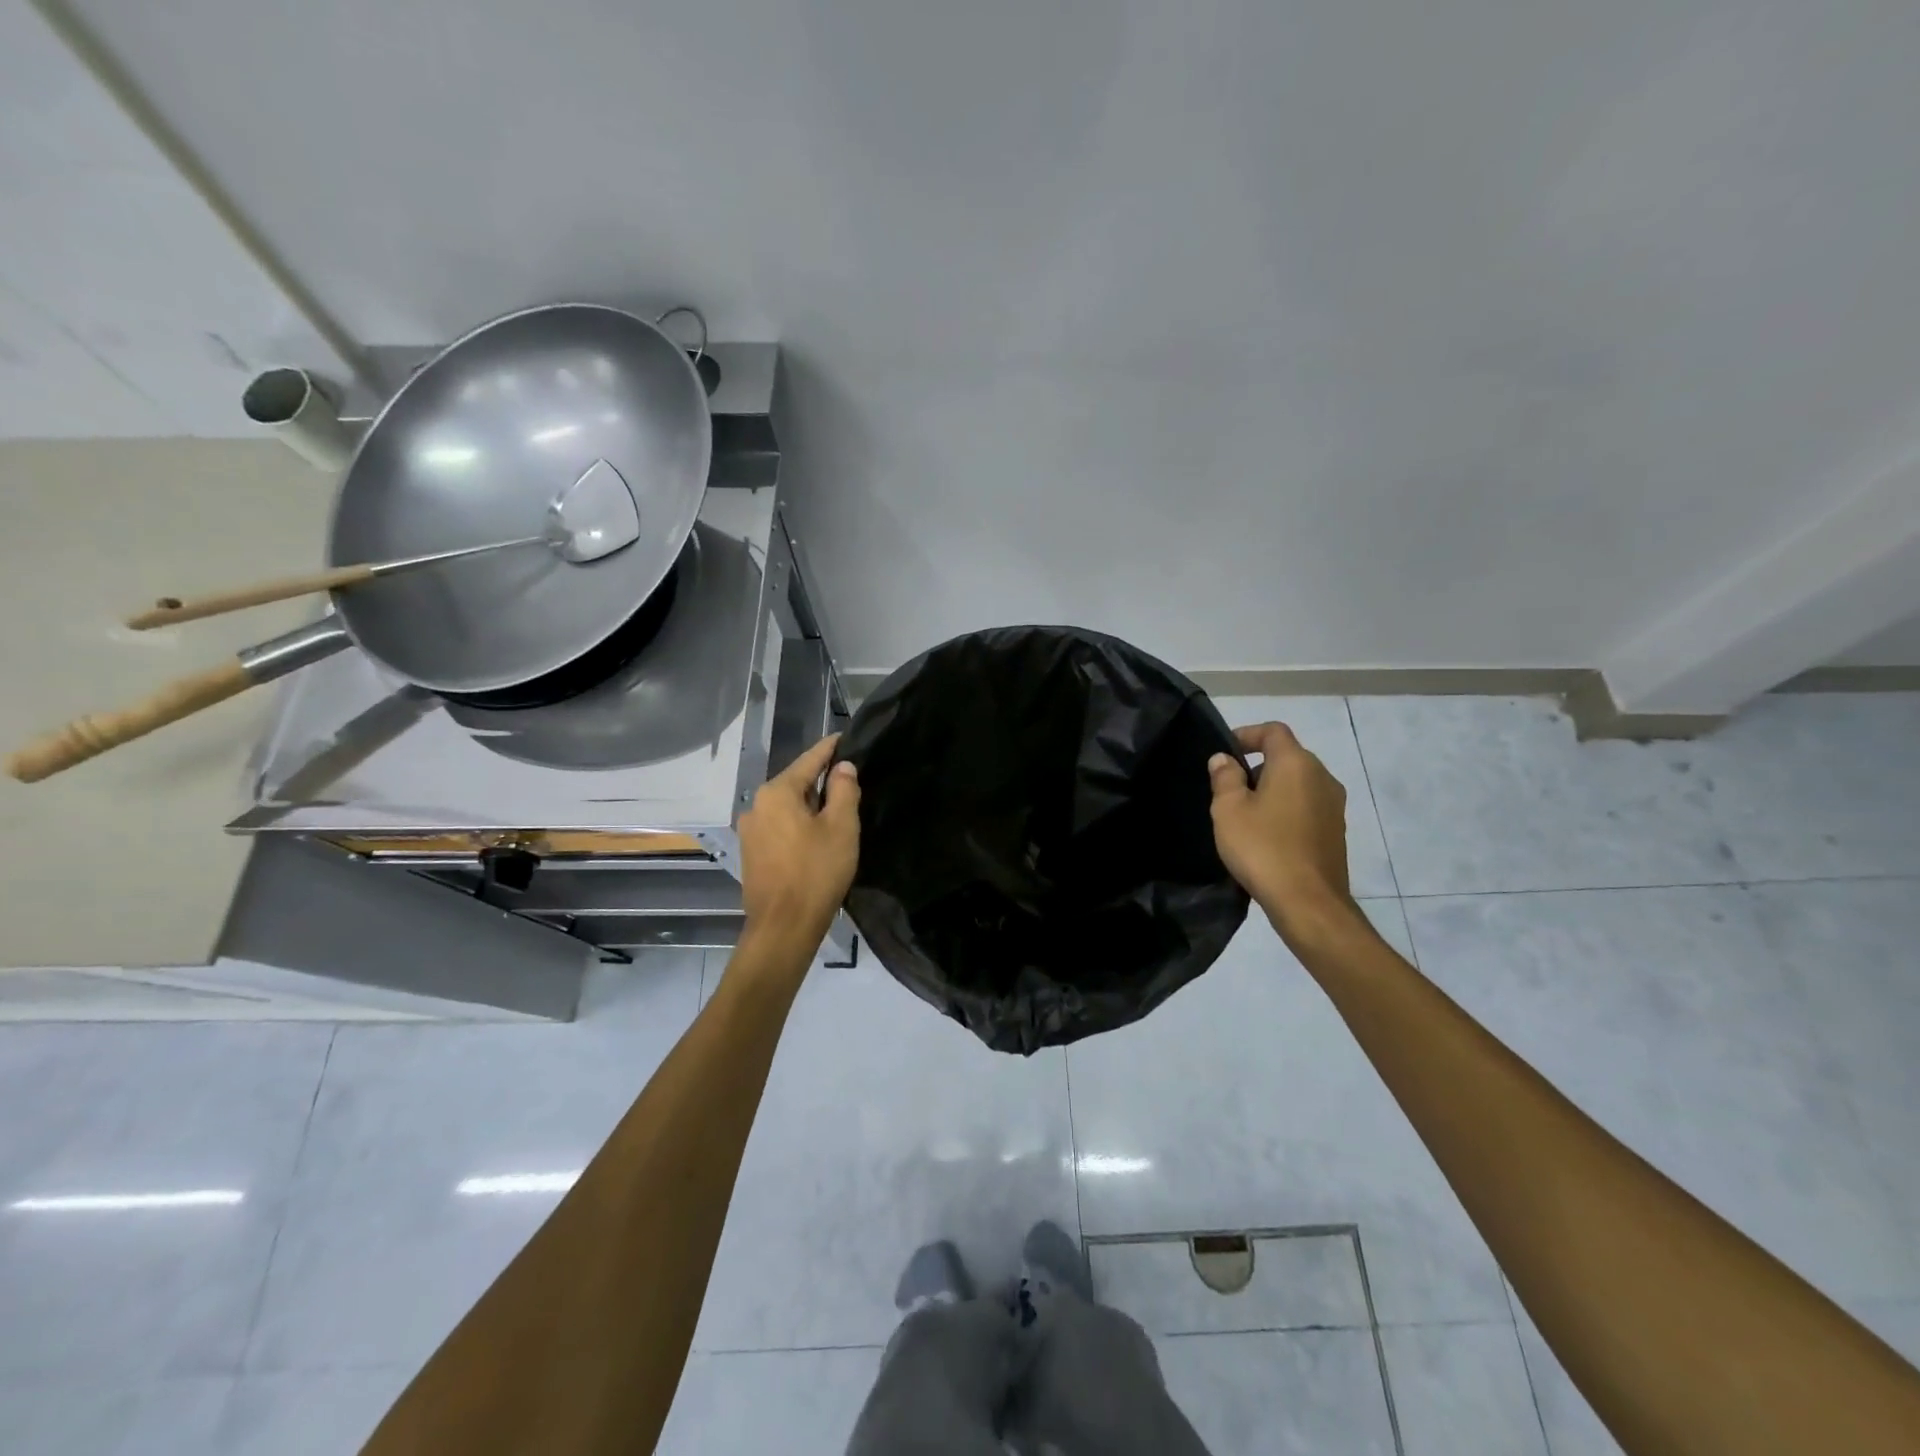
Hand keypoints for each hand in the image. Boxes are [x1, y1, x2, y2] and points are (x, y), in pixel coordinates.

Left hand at [737, 734, 860, 946]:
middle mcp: (756, 806)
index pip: (808, 760)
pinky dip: (797, 824)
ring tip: (836, 810)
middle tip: (849, 781)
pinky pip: (779, 827)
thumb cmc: (816, 872)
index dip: (829, 748)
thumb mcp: (841, 827)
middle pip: (795, 783)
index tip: (844, 737)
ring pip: (786, 807)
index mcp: (776, 792)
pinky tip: (815, 836)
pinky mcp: (751, 854)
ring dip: (809, 806)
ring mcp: (750, 831)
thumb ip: (843, 790)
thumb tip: (842, 766)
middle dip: (821, 780)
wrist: (784, 927)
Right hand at [1208, 722, 1354, 936]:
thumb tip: (1225, 759)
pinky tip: (1268, 835)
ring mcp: (1334, 805)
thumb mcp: (1229, 810)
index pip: (1273, 731)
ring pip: (1299, 783)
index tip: (1225, 753)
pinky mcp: (1337, 831)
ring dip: (1273, 789)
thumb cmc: (1263, 847)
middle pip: (1288, 756)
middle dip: (1258, 764)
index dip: (1247, 734)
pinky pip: (1307, 806)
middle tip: (1229, 787)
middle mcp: (1322, 777)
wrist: (1308, 901)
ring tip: (1246, 813)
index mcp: (1296, 764)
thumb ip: (1225, 778)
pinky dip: (1287, 809)